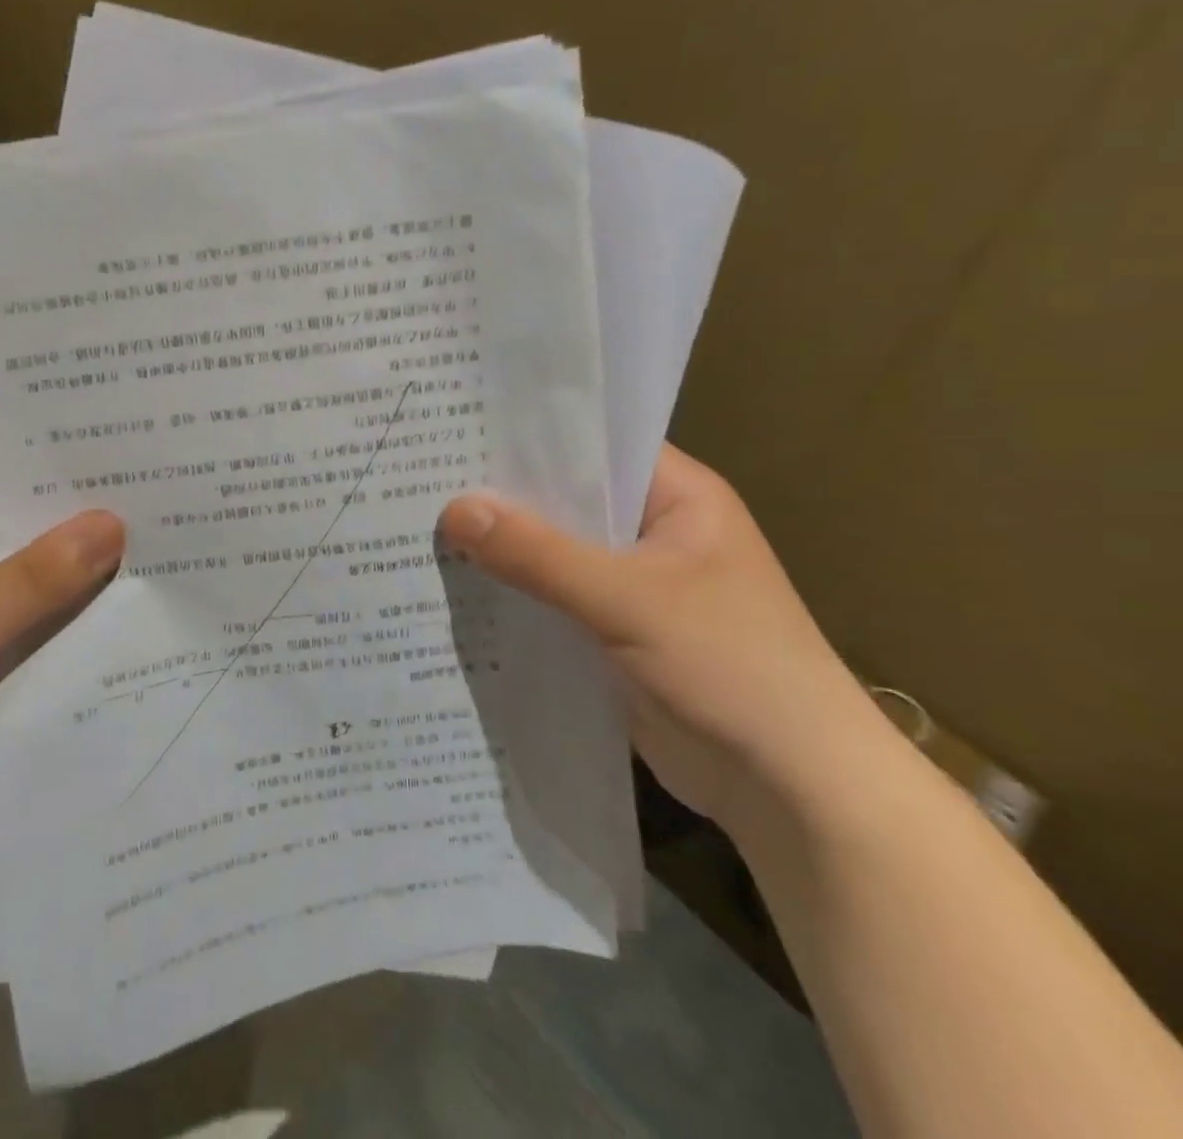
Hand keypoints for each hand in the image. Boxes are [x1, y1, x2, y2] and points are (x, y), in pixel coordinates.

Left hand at [0, 489, 124, 850]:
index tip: (114, 458)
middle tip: (149, 504)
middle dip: (72, 531)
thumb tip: (115, 523)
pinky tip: (121, 614)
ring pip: (24, 587)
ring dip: (72, 582)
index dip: (48, 474)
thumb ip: (38, 576)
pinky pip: (25, 631)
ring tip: (155, 552)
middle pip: (13, 536)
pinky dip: (60, 627)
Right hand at [439, 445, 890, 833]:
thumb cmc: (730, 667)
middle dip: (501, 494)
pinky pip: (550, 597)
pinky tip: (456, 586)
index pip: (592, 443)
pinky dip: (513, 592)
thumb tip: (452, 510)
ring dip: (501, 547)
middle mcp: (652, 530)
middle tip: (422, 474)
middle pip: (564, 498)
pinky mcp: (612, 630)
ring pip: (552, 550)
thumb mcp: (627, 599)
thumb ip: (537, 554)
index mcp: (677, 497)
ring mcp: (632, 583)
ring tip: (423, 523)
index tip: (457, 426)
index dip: (527, 434)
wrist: (794, 790)